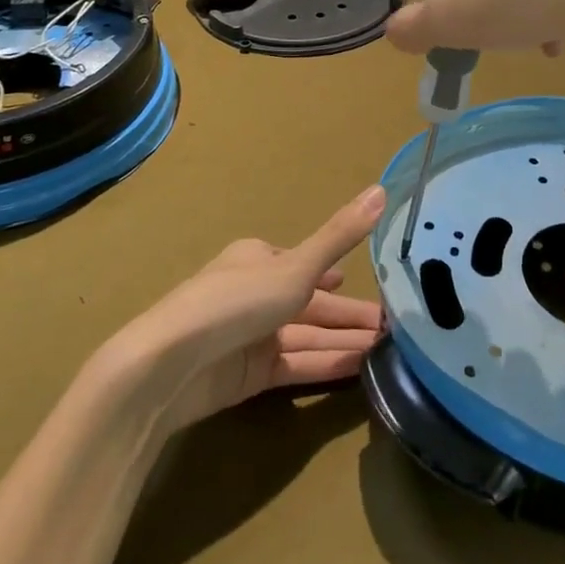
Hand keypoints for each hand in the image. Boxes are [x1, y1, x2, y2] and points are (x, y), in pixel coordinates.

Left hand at [122, 185, 387, 432]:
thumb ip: (340, 235)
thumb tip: (382, 189)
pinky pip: (296, 365)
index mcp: (260, 258)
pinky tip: (360, 369)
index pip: (306, 264)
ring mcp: (251, 335)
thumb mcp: (297, 265)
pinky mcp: (248, 374)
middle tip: (394, 326)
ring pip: (307, 336)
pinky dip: (326, 364)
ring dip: (344, 340)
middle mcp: (256, 293)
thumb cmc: (236, 301)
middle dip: (349, 314)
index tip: (368, 285)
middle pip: (311, 303)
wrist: (170, 367)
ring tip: (389, 349)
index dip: (335, 273)